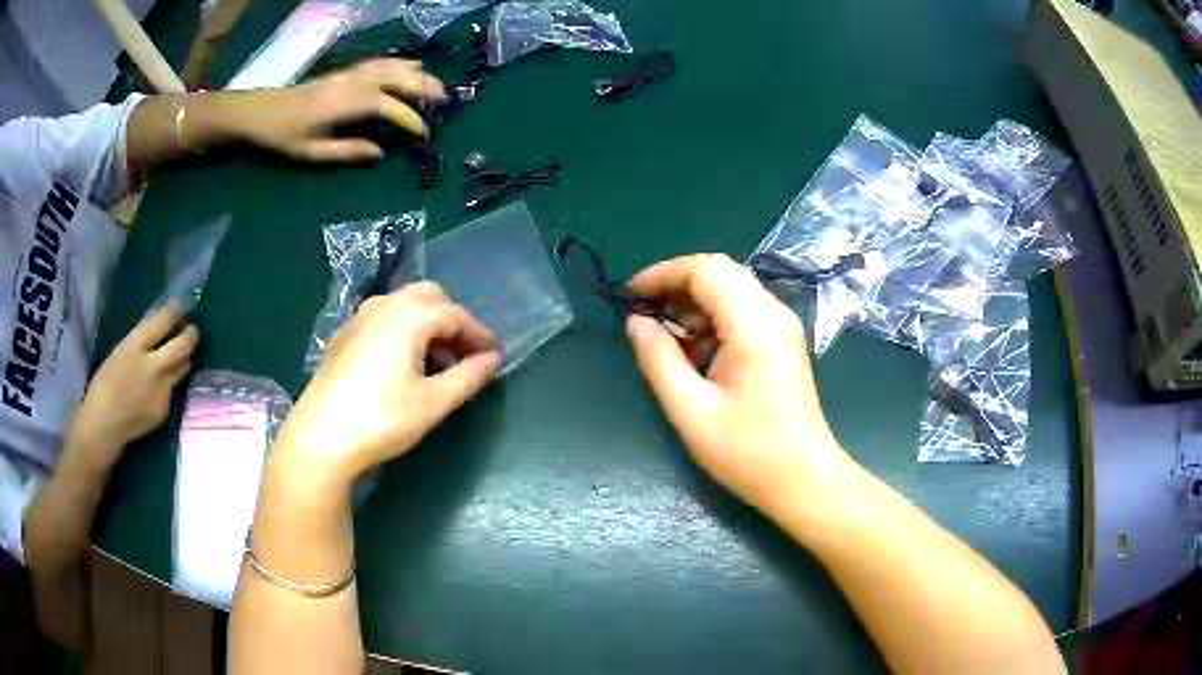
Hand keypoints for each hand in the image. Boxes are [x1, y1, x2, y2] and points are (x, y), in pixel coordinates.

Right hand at [73, 304, 197, 463]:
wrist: (103, 425)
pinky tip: (160, 387)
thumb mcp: (119, 352)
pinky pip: (172, 390)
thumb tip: (159, 331)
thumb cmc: (104, 385)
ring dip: (183, 359)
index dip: (174, 312)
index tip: (180, 307)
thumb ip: (140, 342)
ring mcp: (161, 390)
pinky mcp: (164, 409)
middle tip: (191, 331)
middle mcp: (152, 366)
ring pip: (183, 367)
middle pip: (183, 345)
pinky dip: (169, 384)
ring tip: (179, 355)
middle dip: (191, 335)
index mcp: (134, 347)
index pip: (162, 322)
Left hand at [228, 58, 445, 161]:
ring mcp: (350, 74)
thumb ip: (349, 152)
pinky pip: (379, 63)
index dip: (411, 120)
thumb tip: (381, 153)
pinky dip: (397, 64)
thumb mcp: (313, 153)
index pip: (391, 108)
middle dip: (423, 87)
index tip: (425, 134)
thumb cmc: (283, 136)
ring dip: (415, 72)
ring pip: (391, 66)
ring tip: (433, 81)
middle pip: (398, 79)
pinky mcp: (344, 72)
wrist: (260, 112)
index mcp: (349, 104)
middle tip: (445, 98)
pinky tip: (406, 67)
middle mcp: (355, 83)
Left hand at [273, 282, 500, 484]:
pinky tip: (400, 364)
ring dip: (426, 324)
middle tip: (464, 355)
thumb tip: (492, 361)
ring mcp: (358, 319)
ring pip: (402, 304)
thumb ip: (468, 377)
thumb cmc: (382, 419)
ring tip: (435, 362)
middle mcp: (383, 307)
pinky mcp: (342, 337)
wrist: (320, 437)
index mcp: (408, 317)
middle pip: (428, 296)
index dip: (479, 334)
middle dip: (452, 320)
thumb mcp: (433, 403)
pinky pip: (381, 318)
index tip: (494, 357)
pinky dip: (401, 329)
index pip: (455, 314)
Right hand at [625, 254, 852, 513]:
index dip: (662, 274)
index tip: (629, 296)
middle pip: (720, 271)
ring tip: (664, 334)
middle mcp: (773, 313)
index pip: (705, 270)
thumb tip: (636, 323)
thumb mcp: (691, 409)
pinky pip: (743, 310)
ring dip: (694, 302)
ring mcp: (782, 326)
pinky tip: (695, 351)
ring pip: (732, 288)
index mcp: (754, 324)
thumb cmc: (747, 452)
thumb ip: (659, 359)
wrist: (804, 480)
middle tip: (643, 312)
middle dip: (676, 284)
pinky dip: (713, 318)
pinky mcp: (783, 342)